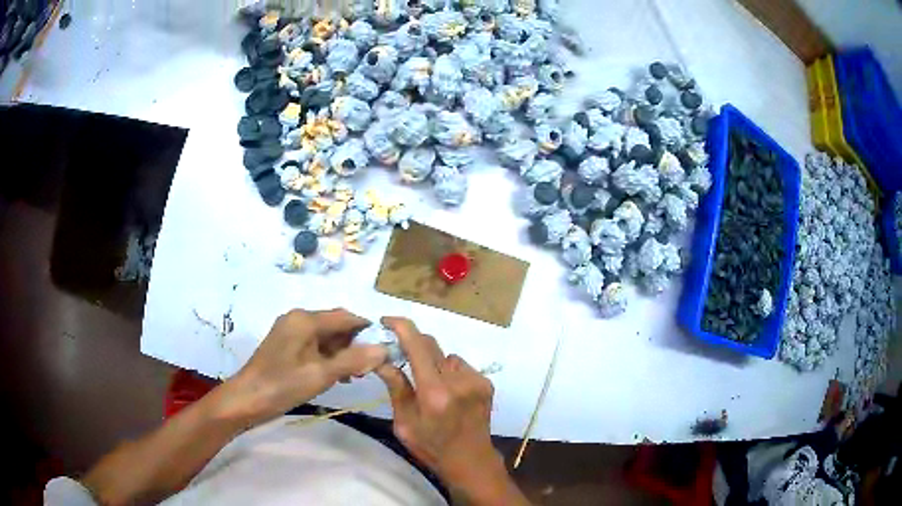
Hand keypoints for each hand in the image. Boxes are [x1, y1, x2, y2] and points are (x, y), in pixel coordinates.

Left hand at [220, 308, 386, 425]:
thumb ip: (353, 360)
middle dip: (354, 344)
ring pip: (326, 336)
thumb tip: (384, 349)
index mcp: (306, 319)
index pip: (346, 317)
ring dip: (342, 353)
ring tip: (352, 376)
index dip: (367, 331)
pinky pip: (314, 344)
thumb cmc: (283, 385)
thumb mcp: (321, 374)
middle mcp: (298, 318)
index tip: (384, 351)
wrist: (247, 399)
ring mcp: (290, 331)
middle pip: (336, 325)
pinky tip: (334, 375)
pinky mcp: (286, 344)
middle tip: (366, 369)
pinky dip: (327, 357)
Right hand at [375, 317, 526, 503]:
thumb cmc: (431, 447)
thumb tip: (381, 359)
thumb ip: (396, 388)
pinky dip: (449, 372)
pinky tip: (448, 392)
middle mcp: (458, 381)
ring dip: (433, 362)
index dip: (401, 326)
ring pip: (446, 356)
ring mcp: (476, 380)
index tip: (386, 321)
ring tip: (429, 385)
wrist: (470, 461)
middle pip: (431, 344)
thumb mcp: (404, 423)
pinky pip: (460, 366)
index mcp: (434, 392)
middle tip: (399, 355)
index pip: (417, 345)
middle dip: (412, 344)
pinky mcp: (486, 383)